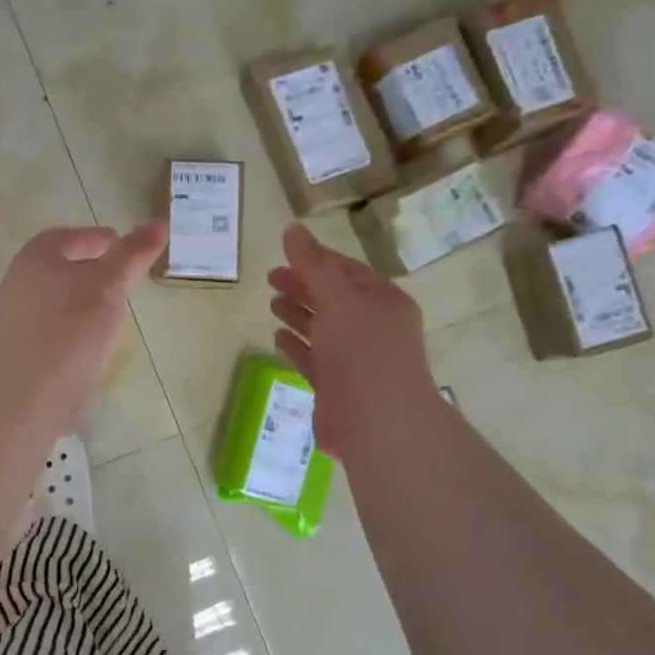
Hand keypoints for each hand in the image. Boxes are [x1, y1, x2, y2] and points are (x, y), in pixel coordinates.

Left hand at [0, 222, 165, 409]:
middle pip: (61, 267)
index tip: (121, 246)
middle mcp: (22, 281)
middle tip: (121, 276)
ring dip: (83, 299)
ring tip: (113, 309)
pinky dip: (75, 326)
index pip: (69, 237)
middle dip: (90, 268)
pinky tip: (94, 340)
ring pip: (58, 298)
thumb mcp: (110, 282)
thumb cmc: (72, 322)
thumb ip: (132, 254)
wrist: (32, 386)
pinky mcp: (25, 348)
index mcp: (37, 255)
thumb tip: (158, 224)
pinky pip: (55, 327)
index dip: (97, 239)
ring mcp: (19, 317)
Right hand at [268, 224, 438, 456]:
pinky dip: (296, 345)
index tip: (287, 254)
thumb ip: (313, 266)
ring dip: (298, 314)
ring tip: (272, 303)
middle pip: (333, 299)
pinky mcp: (336, 387)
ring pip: (322, 329)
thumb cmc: (363, 354)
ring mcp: (354, 360)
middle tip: (270, 277)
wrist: (378, 425)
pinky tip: (277, 337)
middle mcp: (372, 328)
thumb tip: (292, 229)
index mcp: (383, 303)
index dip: (318, 260)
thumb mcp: (338, 300)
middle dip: (304, 286)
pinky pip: (313, 359)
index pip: (348, 272)